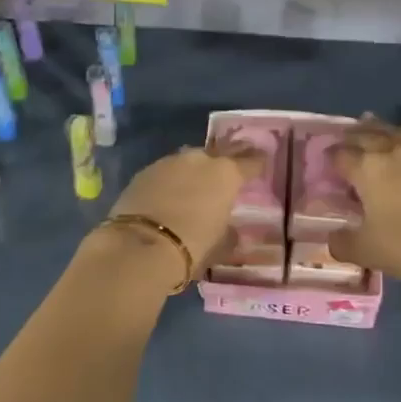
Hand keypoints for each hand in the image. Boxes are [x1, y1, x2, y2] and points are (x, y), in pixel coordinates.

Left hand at [104, 138, 266, 268]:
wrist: (139, 247)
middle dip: (225, 160)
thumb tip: (231, 231)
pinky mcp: (143, 172)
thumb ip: (229, 233)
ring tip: (195, 185)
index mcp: (226, 174)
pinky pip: (165, 172)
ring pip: (188, 161)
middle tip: (229, 170)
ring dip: (194, 170)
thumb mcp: (220, 245)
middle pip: (219, 153)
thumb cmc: (192, 247)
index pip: (250, 162)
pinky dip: (170, 180)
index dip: (257, 163)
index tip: (261, 163)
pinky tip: (168, 194)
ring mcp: (169, 162)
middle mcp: (199, 160)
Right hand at [327, 117, 400, 284]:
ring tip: (366, 124)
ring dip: (375, 127)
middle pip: (363, 135)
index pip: (340, 155)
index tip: (326, 166)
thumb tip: (333, 238)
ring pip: (390, 130)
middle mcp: (389, 151)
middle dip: (349, 137)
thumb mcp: (367, 251)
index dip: (330, 159)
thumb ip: (342, 243)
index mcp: (366, 169)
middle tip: (342, 142)